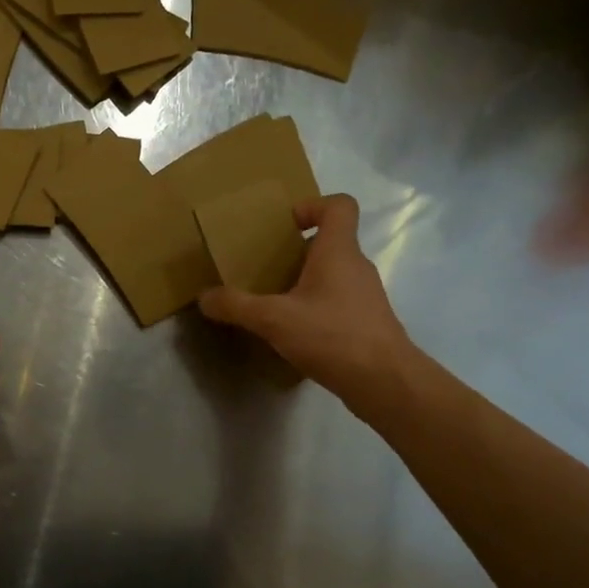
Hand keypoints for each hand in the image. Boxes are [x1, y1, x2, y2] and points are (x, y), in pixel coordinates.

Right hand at [198, 195, 417, 415]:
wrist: (384, 381)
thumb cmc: (332, 336)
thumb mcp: (274, 320)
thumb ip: (236, 306)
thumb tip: (204, 297)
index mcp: (338, 252)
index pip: (339, 206)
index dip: (313, 206)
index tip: (285, 226)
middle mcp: (356, 266)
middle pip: (331, 242)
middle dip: (297, 251)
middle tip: (265, 267)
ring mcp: (365, 296)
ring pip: (333, 275)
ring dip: (305, 281)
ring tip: (275, 302)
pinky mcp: (367, 322)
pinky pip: (337, 302)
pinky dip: (316, 308)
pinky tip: (295, 332)